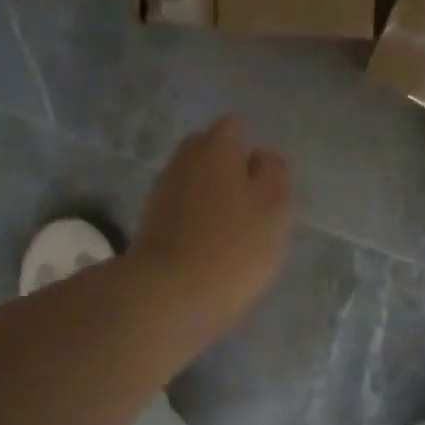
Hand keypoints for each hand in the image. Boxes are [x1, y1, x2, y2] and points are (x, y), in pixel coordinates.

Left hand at [132, 118, 292, 342]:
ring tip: (232, 232)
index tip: (265, 183)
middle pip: (209, 152)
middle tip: (252, 206)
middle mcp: (184, 160)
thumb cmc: (234, 247)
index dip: (251, 151)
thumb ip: (274, 174)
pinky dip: (195, 220)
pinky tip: (209, 248)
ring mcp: (162, 191)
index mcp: (216, 147)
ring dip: (211, 197)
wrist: (169, 296)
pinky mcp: (150, 223)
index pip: (234, 128)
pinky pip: (181, 209)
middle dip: (228, 170)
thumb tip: (261, 157)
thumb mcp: (274, 208)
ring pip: (194, 182)